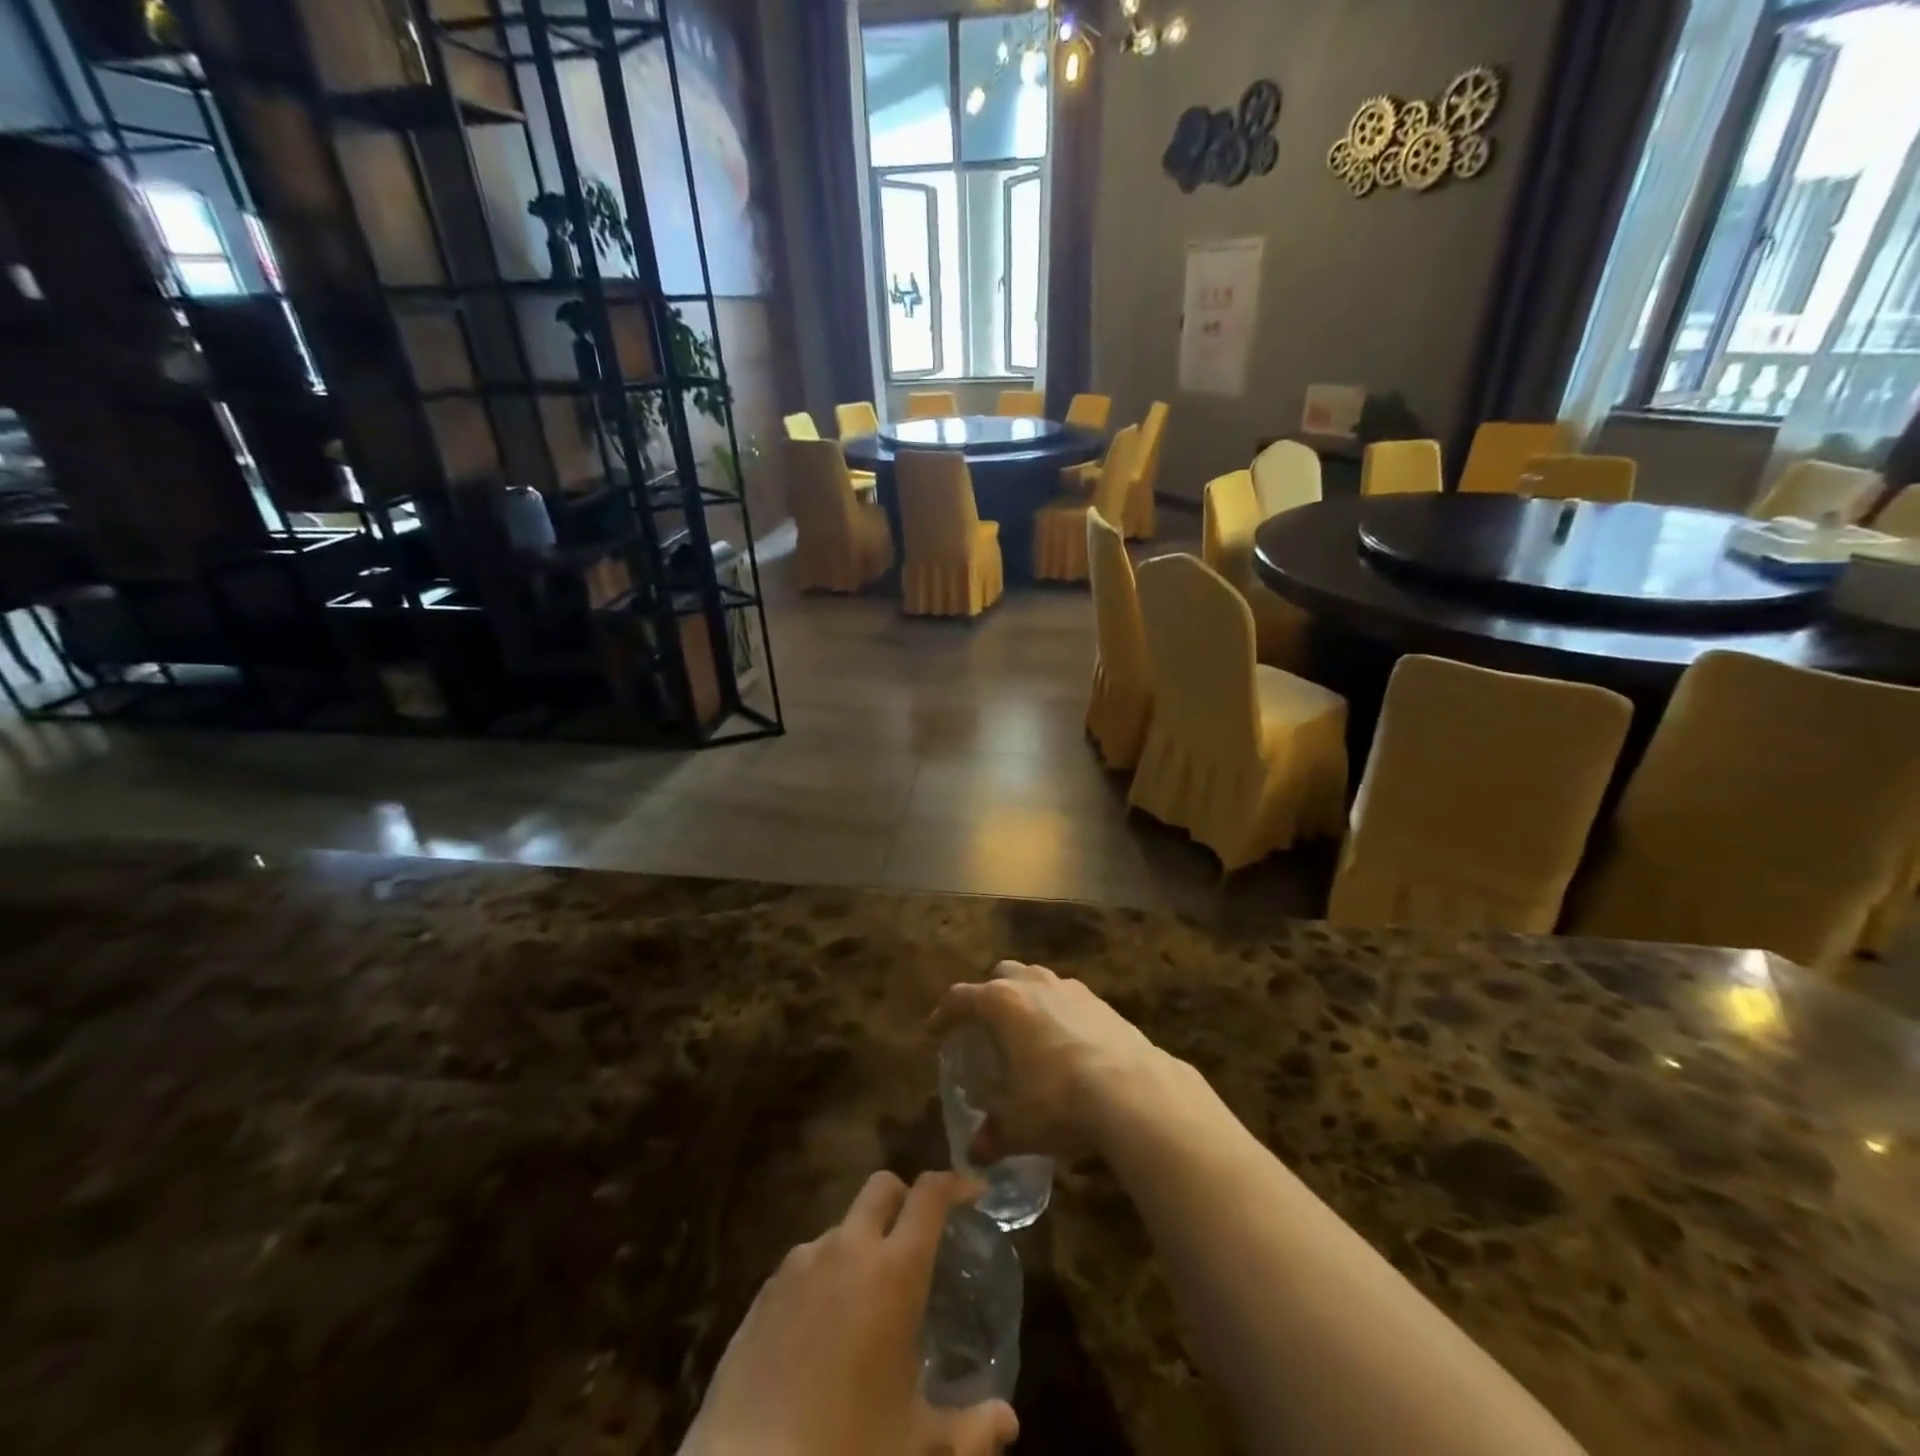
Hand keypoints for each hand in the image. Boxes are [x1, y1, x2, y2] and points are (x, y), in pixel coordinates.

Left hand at [678, 1171, 1017, 1455]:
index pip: (930, 1195)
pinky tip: (824, 1330)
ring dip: (862, 1244)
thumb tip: (1008, 1421)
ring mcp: (801, 1264)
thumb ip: (971, 1430)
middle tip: (919, 1238)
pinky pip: (806, 1262)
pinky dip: (825, 1276)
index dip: (955, 1184)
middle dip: (904, 1198)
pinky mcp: (765, 1289)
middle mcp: (848, 1249)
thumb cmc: (847, 1451)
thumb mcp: (918, 1447)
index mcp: (894, 1271)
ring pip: (842, 1226)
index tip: (973, 1194)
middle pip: (882, 1187)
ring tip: (867, 1301)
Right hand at [930, 960, 1166, 1163]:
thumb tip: (975, 1155)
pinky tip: (1065, 1045)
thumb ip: (993, 1136)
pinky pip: (1069, 999)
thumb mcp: (1019, 1126)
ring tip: (1025, 1032)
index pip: (961, 997)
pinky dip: (1058, 1013)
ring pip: (1038, 980)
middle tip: (984, 1026)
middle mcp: (1035, 984)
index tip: (935, 1031)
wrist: (1134, 1091)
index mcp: (1003, 1002)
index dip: (944, 1014)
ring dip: (1026, 998)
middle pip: (1002, 975)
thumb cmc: (1060, 1101)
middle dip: (989, 995)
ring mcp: (1072, 989)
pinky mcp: (1102, 1003)